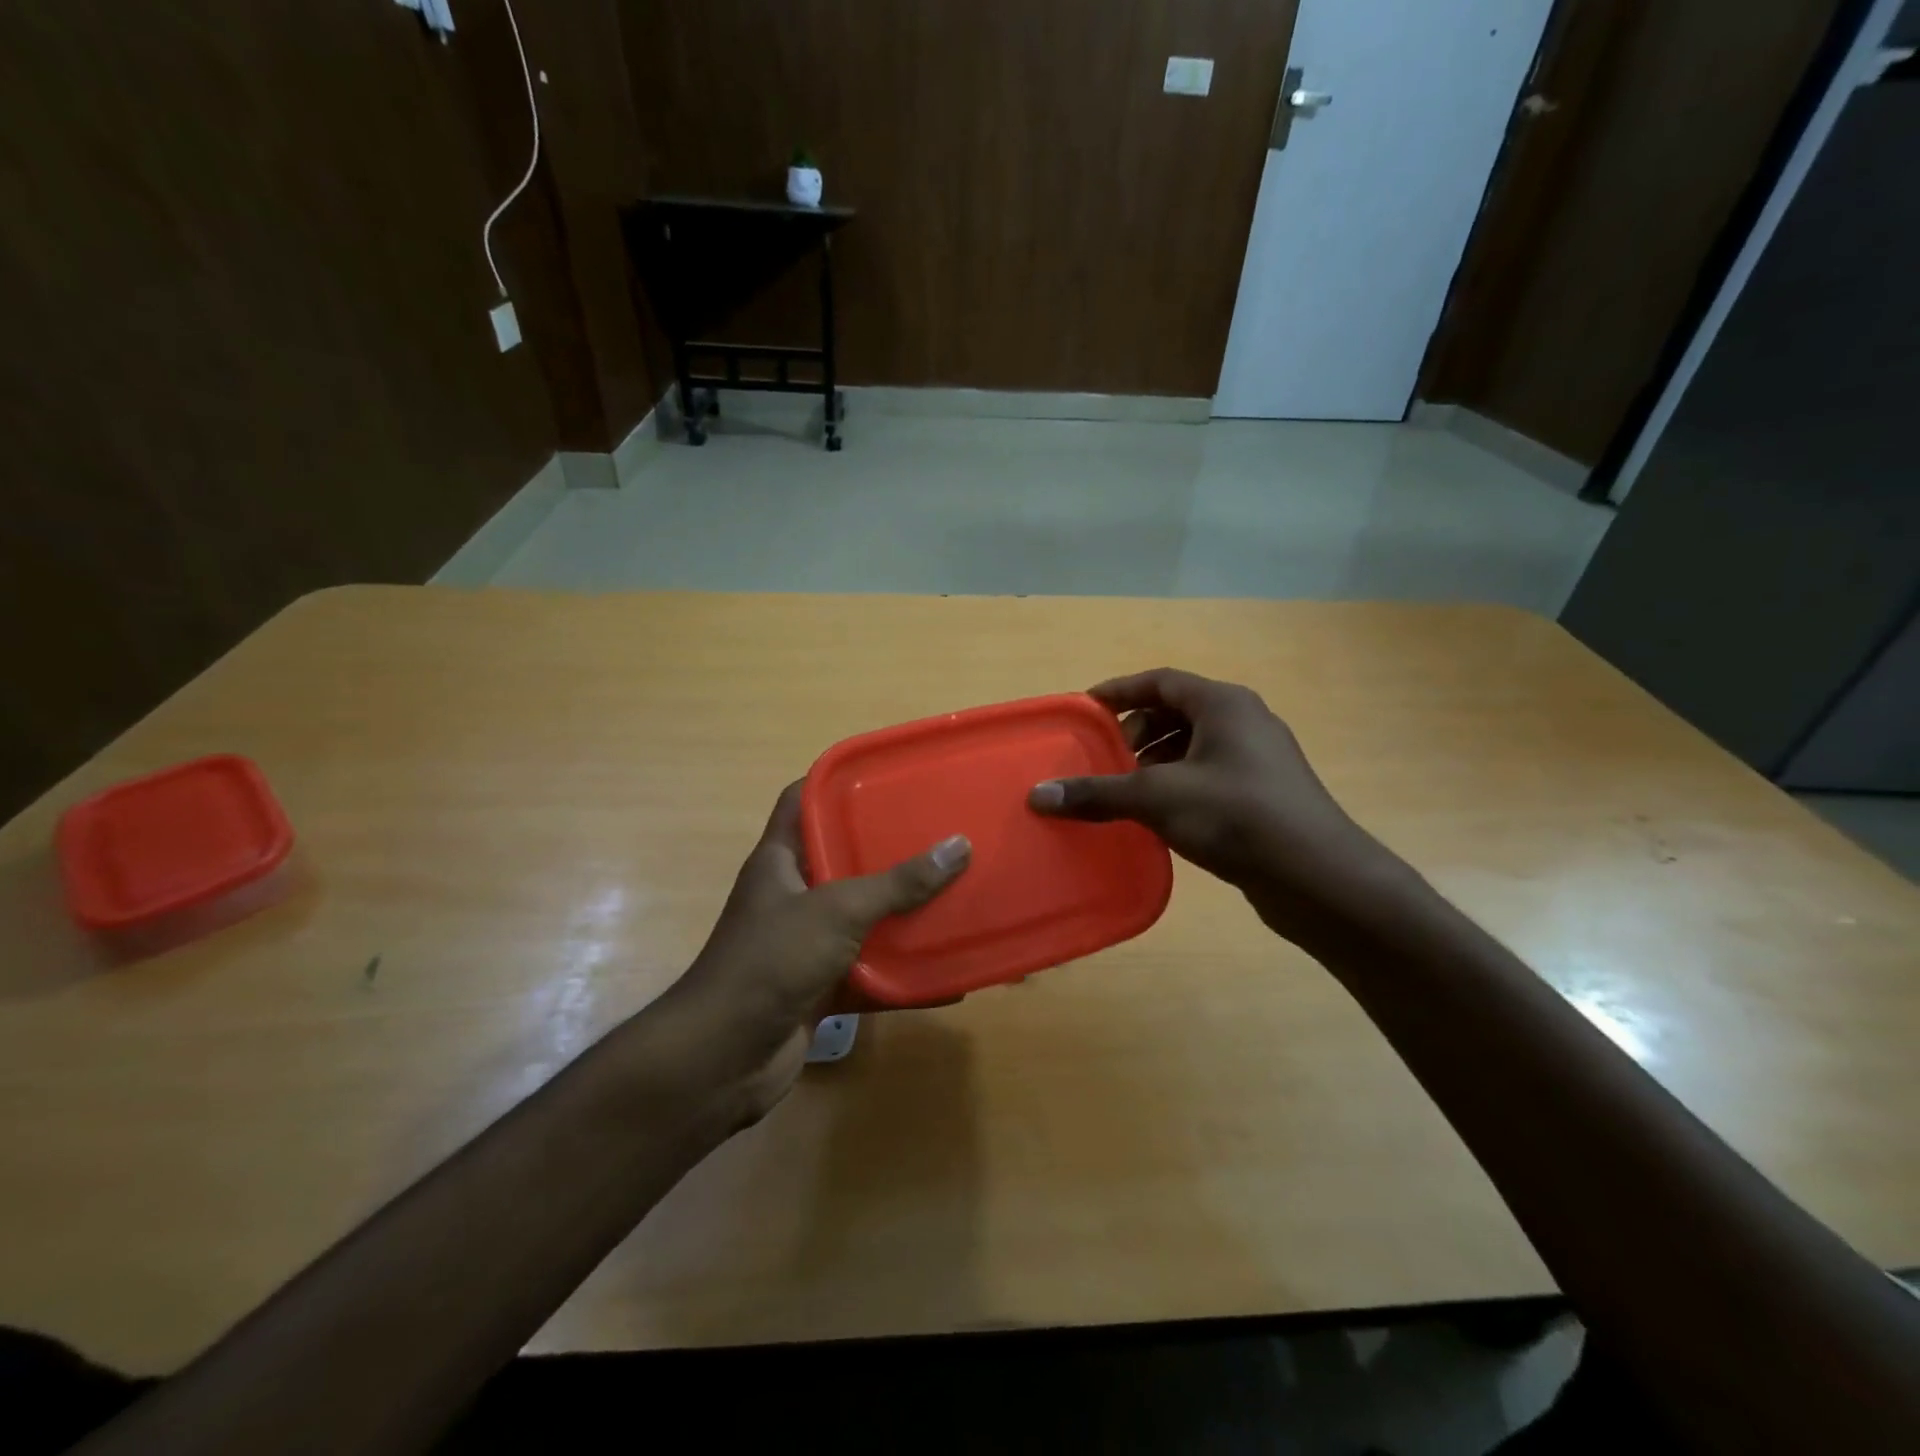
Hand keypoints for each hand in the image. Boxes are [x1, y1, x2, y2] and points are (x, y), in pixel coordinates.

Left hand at [667, 782, 969, 1121]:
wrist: (723, 1061)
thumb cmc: (771, 962)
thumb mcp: (837, 911)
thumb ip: (898, 883)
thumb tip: (959, 846)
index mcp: (780, 861)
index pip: (801, 801)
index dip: (836, 782)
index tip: (886, 775)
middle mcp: (792, 896)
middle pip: (843, 860)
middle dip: (889, 849)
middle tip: (940, 833)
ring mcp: (805, 945)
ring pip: (863, 920)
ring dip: (904, 916)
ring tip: (956, 896)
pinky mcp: (820, 989)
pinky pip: (871, 975)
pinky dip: (905, 977)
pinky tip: (950, 977)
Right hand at [1029, 668, 1406, 943]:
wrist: (1318, 877)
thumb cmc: (1236, 816)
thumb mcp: (1157, 798)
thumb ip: (1097, 793)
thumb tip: (1038, 796)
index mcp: (1223, 704)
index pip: (1160, 681)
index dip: (1119, 690)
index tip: (1086, 708)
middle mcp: (1244, 722)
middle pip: (1176, 712)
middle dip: (1136, 732)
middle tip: (1104, 758)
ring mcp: (1258, 760)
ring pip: (1193, 747)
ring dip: (1155, 763)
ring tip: (1124, 791)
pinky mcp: (1264, 795)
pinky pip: (1208, 776)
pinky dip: (1177, 785)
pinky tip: (1157, 817)